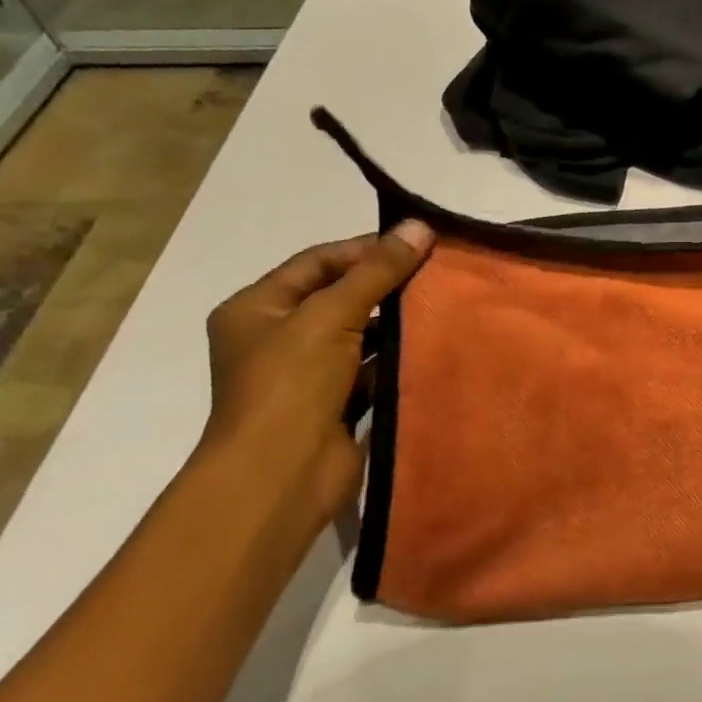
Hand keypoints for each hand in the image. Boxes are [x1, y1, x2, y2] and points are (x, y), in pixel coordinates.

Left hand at [198, 222, 433, 542]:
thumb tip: (419, 226)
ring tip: (444, 305)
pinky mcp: (336, 405)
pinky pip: (373, 371)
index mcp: (257, 308)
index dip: (365, 249)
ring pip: (360, 335)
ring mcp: (307, 375)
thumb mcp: (331, 316)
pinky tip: (434, 346)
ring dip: (397, 323)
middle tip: (438, 272)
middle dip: (387, 285)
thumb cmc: (291, 384)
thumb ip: (376, 272)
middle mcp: (278, 337)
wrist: (281, 475)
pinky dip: (399, 359)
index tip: (417, 242)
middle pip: (340, 297)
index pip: (317, 263)